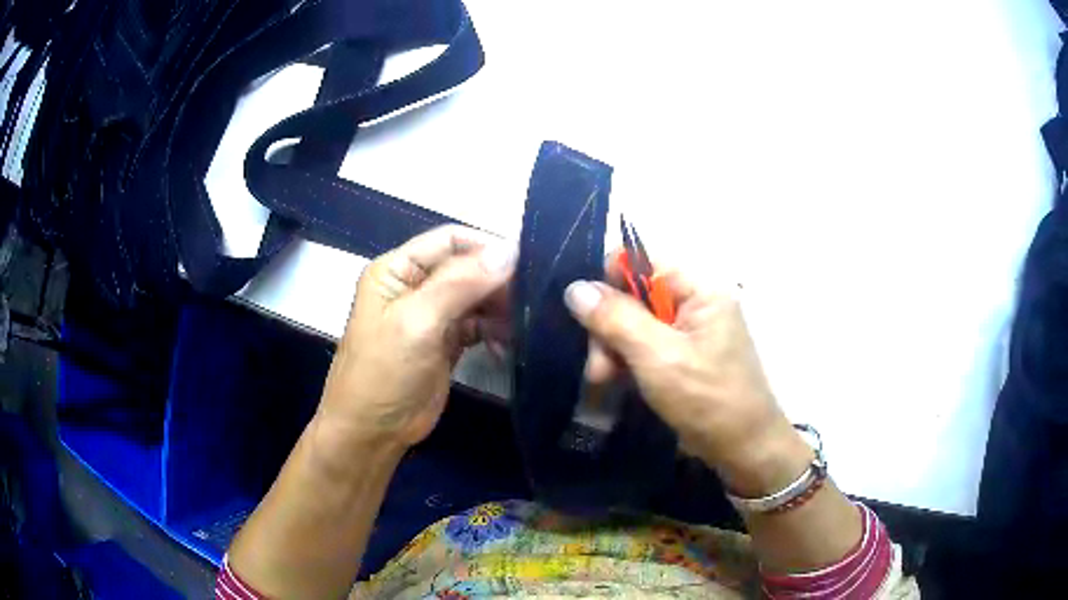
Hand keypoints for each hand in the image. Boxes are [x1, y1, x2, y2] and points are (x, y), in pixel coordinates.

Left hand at [316, 225, 515, 451]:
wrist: (372, 432)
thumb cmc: (383, 372)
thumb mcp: (417, 322)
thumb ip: (460, 283)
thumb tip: (509, 249)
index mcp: (397, 269)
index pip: (449, 240)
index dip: (487, 246)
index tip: (527, 261)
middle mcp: (415, 285)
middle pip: (467, 267)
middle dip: (498, 280)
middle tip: (532, 298)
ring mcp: (432, 315)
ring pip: (477, 296)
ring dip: (501, 307)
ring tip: (524, 324)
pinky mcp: (446, 342)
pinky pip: (479, 324)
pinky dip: (496, 331)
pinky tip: (508, 345)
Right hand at [564, 259, 810, 495]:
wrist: (743, 448)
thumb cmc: (706, 399)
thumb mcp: (657, 357)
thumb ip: (616, 319)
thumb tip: (574, 287)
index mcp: (700, 289)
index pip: (643, 262)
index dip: (610, 283)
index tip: (591, 319)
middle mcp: (696, 302)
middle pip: (635, 296)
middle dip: (610, 329)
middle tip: (599, 368)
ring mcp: (691, 331)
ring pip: (636, 324)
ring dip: (614, 350)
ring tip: (604, 381)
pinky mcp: (684, 356)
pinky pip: (646, 346)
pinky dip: (628, 362)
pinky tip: (617, 383)